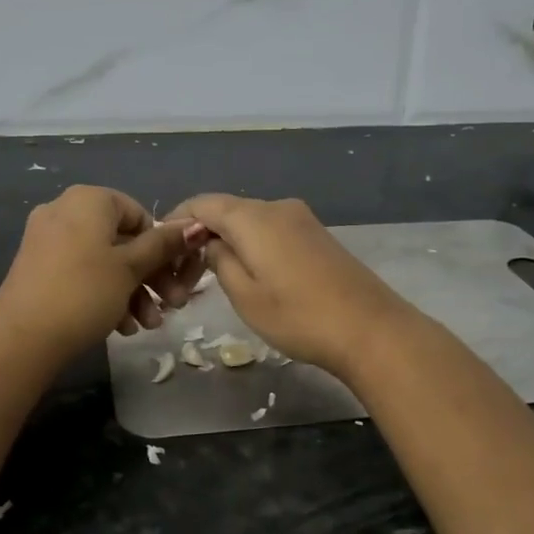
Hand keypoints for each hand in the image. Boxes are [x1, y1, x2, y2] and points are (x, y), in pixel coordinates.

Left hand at [0, 186, 202, 359]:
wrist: (22, 338)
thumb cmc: (85, 292)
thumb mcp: (131, 268)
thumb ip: (163, 245)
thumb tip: (196, 224)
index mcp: (89, 200)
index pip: (139, 214)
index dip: (162, 247)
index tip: (176, 277)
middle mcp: (65, 210)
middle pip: (123, 240)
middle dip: (151, 276)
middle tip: (172, 306)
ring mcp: (47, 239)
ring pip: (104, 260)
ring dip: (132, 291)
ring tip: (147, 326)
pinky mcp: (37, 267)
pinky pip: (81, 272)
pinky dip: (104, 294)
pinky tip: (121, 328)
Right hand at [167, 194, 413, 378]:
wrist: (371, 329)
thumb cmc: (299, 316)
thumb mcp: (245, 295)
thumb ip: (219, 261)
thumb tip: (209, 242)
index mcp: (253, 217)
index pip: (202, 203)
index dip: (177, 220)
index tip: (161, 248)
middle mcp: (276, 207)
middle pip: (226, 210)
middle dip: (201, 235)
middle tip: (184, 276)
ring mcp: (301, 219)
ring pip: (250, 221)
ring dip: (228, 242)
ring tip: (213, 279)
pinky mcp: (318, 235)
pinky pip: (272, 230)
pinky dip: (252, 245)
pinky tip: (250, 273)